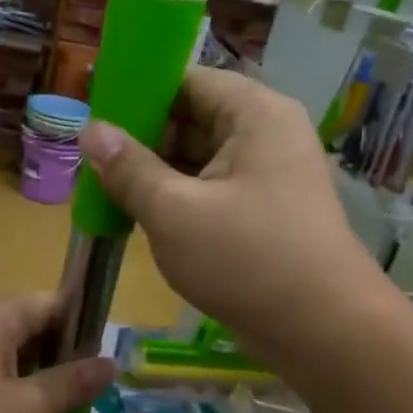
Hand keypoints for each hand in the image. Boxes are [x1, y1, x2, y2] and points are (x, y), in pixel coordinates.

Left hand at [0, 295, 114, 412]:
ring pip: (10, 355)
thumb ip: (73, 384)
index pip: (56, 304)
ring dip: (34, 382)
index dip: (84, 332)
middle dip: (60, 362)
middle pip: (33, 328)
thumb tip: (110, 362)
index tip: (100, 370)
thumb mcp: (30, 410)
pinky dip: (6, 394)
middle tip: (80, 403)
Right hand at [80, 68, 382, 373]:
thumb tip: (90, 130)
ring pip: (199, 160)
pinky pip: (211, 191)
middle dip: (142, 140)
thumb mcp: (173, 211)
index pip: (186, 80)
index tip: (93, 115)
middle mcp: (266, 134)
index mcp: (254, 114)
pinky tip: (140, 217)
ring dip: (156, 175)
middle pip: (192, 119)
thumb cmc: (246, 260)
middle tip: (91, 162)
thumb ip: (128, 168)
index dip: (137, 93)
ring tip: (105, 191)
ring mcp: (268, 176)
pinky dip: (178, 200)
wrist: (322, 332)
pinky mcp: (264, 213)